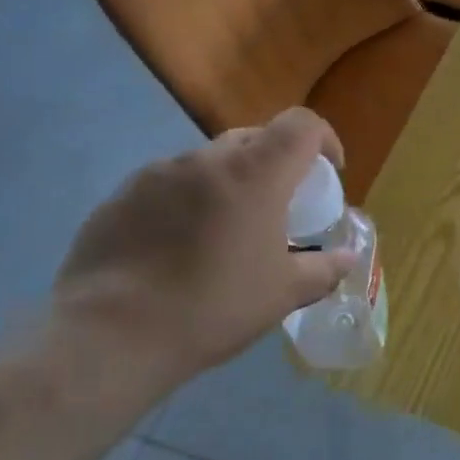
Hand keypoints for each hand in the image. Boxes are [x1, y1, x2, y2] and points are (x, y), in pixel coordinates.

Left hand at [53, 108, 355, 387]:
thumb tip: (348, 257)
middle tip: (279, 205)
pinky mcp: (120, 196)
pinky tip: (177, 247)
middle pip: (254, 138)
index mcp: (255, 174)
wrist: (112, 335)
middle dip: (276, 162)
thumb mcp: (283, 294)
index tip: (330, 171)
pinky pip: (168, 185)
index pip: (301, 124)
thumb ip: (323, 268)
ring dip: (228, 183)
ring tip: (225, 231)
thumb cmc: (214, 307)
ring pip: (208, 162)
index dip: (324, 138)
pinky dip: (187, 202)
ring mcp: (157, 174)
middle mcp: (206, 159)